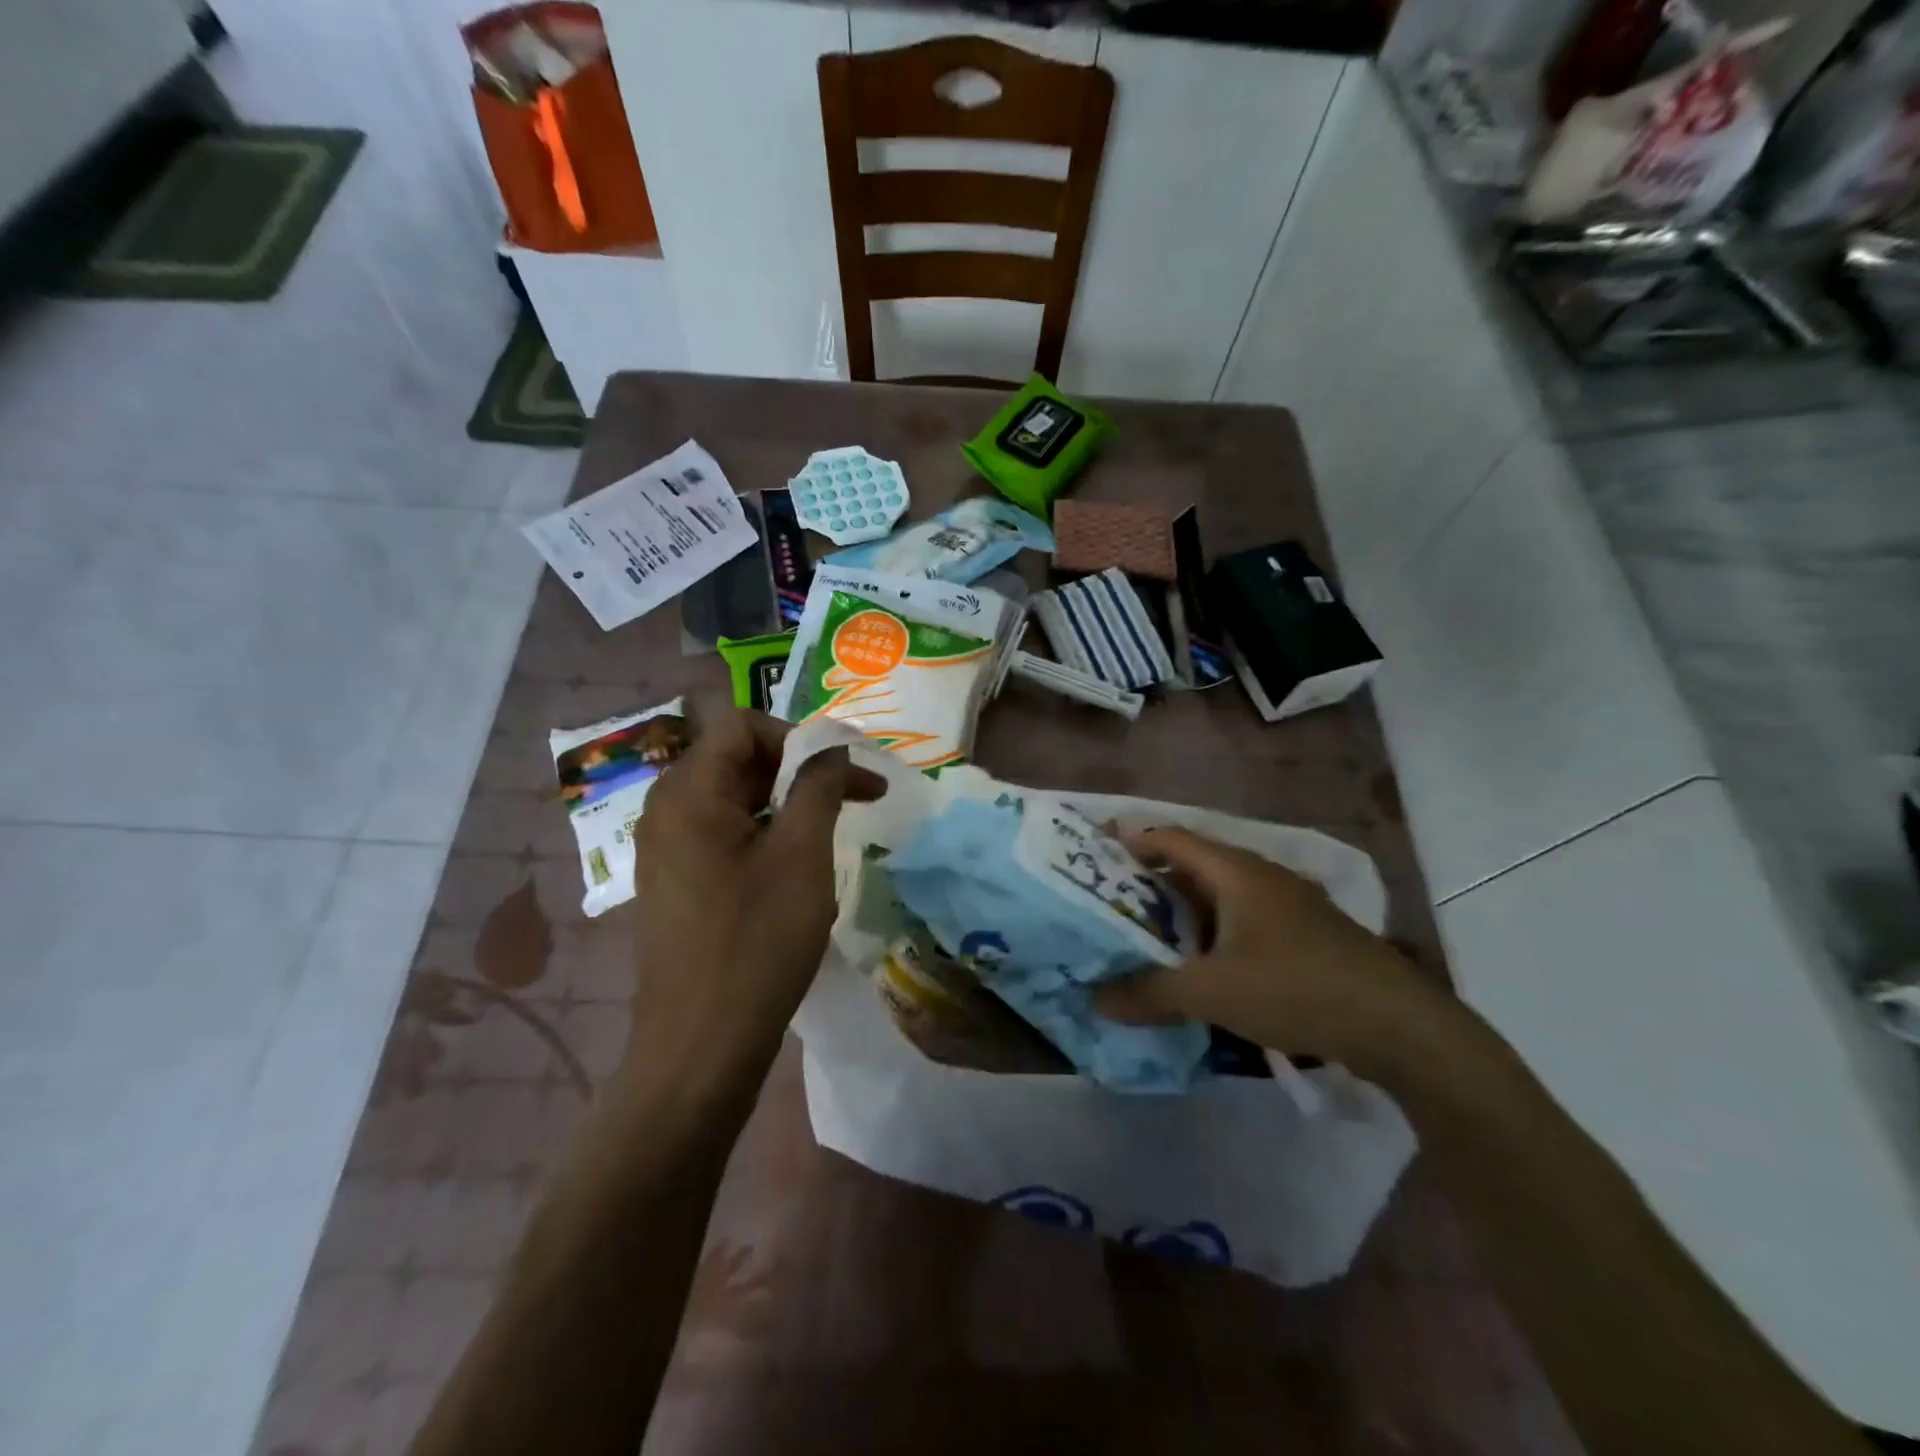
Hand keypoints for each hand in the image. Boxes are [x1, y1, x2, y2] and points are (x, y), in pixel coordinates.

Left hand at [622, 707, 883, 1102]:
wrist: (701, 1047)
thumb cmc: (756, 941)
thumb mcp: (802, 854)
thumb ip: (818, 786)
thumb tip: (832, 748)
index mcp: (688, 792)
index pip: (742, 724)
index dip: (799, 736)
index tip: (844, 772)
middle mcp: (666, 809)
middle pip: (737, 758)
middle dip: (799, 769)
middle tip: (855, 797)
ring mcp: (665, 849)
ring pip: (732, 797)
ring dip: (786, 802)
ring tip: (831, 830)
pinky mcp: (675, 882)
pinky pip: (721, 833)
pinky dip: (764, 832)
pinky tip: (795, 866)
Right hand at [1093, 827, 1447, 1075]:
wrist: (1400, 1026)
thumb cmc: (1296, 988)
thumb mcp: (1212, 992)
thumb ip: (1150, 993)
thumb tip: (1097, 999)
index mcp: (1237, 872)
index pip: (1173, 839)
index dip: (1133, 841)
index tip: (1096, 853)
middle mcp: (1262, 877)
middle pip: (1195, 866)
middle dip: (1152, 882)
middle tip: (1112, 903)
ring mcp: (1290, 905)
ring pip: (1221, 896)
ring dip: (1184, 912)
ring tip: (1147, 935)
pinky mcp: (1307, 936)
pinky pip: (1244, 921)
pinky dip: (1214, 934)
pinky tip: (1203, 966)